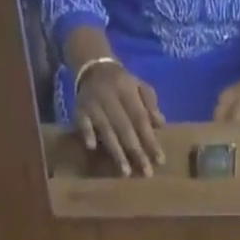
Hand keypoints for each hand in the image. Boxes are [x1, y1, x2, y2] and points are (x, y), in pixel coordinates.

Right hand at [75, 61, 165, 175]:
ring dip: (116, 151)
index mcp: (127, 90)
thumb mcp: (138, 86)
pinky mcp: (79, 108)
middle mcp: (110, 96)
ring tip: (125, 173)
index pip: (141, 119)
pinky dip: (86, 132)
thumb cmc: (121, 83)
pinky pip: (82, 121)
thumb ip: (150, 104)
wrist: (92, 65)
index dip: (150, 141)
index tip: (160, 161)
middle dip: (136, 152)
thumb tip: (161, 125)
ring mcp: (93, 103)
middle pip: (125, 128)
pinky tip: (91, 147)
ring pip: (106, 130)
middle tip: (146, 173)